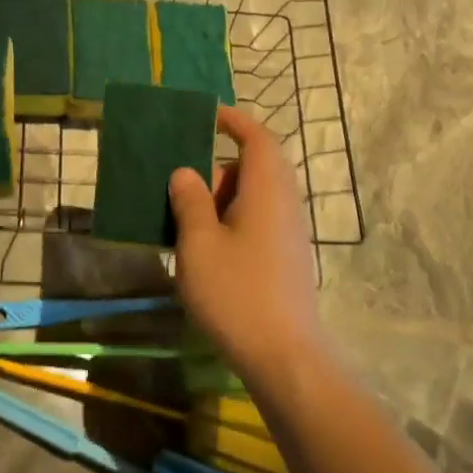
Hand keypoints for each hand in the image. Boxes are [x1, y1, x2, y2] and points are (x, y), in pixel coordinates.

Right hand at [168, 105, 326, 382]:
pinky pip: (258, 221)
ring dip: (222, 198)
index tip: (206, 116)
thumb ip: (190, 201)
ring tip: (186, 219)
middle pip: (256, 166)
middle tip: (183, 185)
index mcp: (268, 190)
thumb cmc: (236, 292)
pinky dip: (231, 220)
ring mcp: (289, 233)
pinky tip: (206, 249)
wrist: (284, 356)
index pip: (257, 138)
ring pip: (256, 197)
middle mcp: (285, 204)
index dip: (233, 121)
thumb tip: (186, 172)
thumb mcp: (199, 243)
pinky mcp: (286, 258)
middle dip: (219, 168)